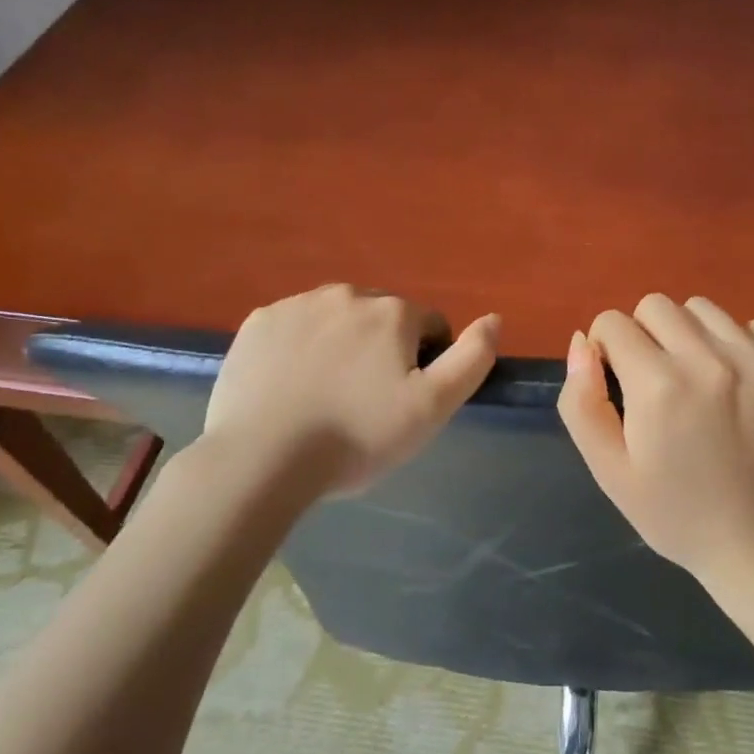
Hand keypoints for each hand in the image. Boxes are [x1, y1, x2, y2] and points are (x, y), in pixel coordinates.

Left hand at [200, 284, 500, 495]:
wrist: (262, 460)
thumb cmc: (358, 436)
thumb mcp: (433, 407)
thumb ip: (472, 358)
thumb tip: (495, 318)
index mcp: (393, 312)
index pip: (430, 326)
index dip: (426, 362)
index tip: (406, 400)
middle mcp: (347, 294)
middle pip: (382, 317)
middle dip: (383, 348)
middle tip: (366, 400)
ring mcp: (297, 305)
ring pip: (337, 318)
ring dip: (343, 344)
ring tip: (327, 394)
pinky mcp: (258, 323)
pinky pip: (294, 326)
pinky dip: (300, 347)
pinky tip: (291, 385)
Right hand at [558, 293, 753, 581]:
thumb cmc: (673, 512)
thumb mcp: (608, 469)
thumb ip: (582, 401)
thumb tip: (582, 341)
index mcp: (658, 385)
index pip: (613, 322)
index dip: (607, 350)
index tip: (621, 382)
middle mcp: (711, 360)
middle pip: (657, 305)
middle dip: (645, 335)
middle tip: (658, 381)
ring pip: (706, 311)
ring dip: (692, 336)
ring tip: (702, 382)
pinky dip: (741, 348)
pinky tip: (743, 390)